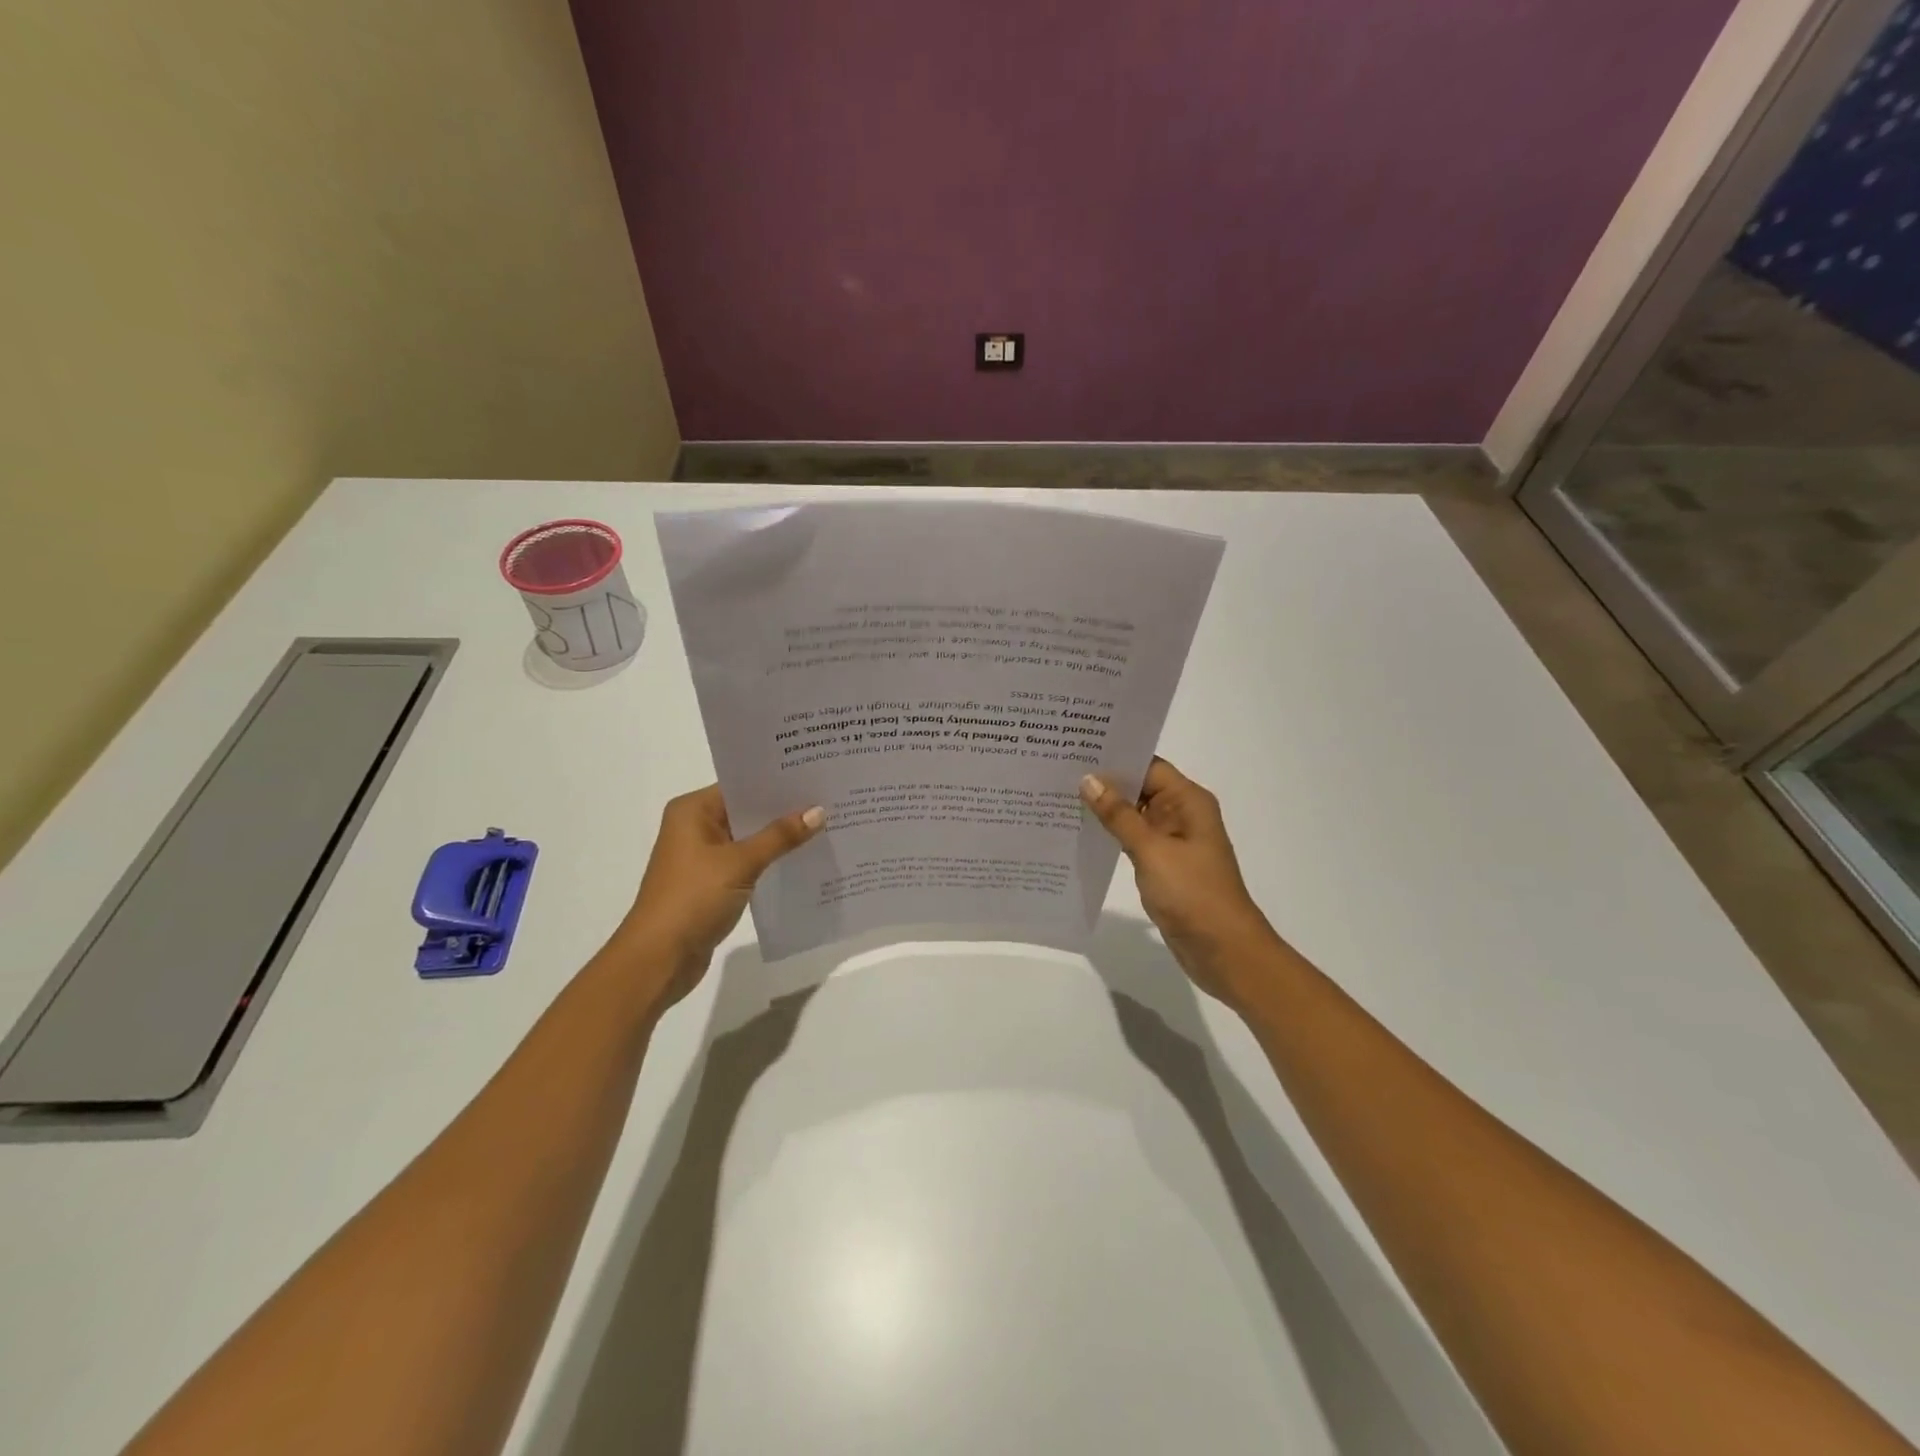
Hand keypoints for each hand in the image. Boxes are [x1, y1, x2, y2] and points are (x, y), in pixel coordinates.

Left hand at [610, 785, 823, 1007]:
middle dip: (783, 809)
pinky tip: (802, 859)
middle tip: (829, 800)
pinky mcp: (711, 883)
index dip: (776, 782)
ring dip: (779, 837)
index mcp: (692, 811)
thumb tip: (818, 811)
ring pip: (749, 838)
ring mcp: (702, 857)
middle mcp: (695, 827)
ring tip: (825, 826)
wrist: (659, 958)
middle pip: (746, 810)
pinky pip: (747, 862)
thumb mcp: (740, 863)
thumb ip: (780, 836)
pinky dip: (770, 860)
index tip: (815, 776)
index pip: (741, 785)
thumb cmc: (693, 898)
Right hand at [1081, 758, 1279, 1007]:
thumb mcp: (1152, 850)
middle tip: (1058, 769)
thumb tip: (1089, 780)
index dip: (1115, 757)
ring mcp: (1172, 841)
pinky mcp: (1163, 865)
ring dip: (1105, 808)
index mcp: (1188, 801)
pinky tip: (1080, 831)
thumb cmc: (1193, 893)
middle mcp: (1182, 814)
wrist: (1223, 950)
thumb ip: (1119, 815)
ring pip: (1134, 814)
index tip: (1076, 749)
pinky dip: (1111, 834)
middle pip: (1140, 787)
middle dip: (1104, 781)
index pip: (1148, 766)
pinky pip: (1133, 839)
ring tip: (1061, 795)